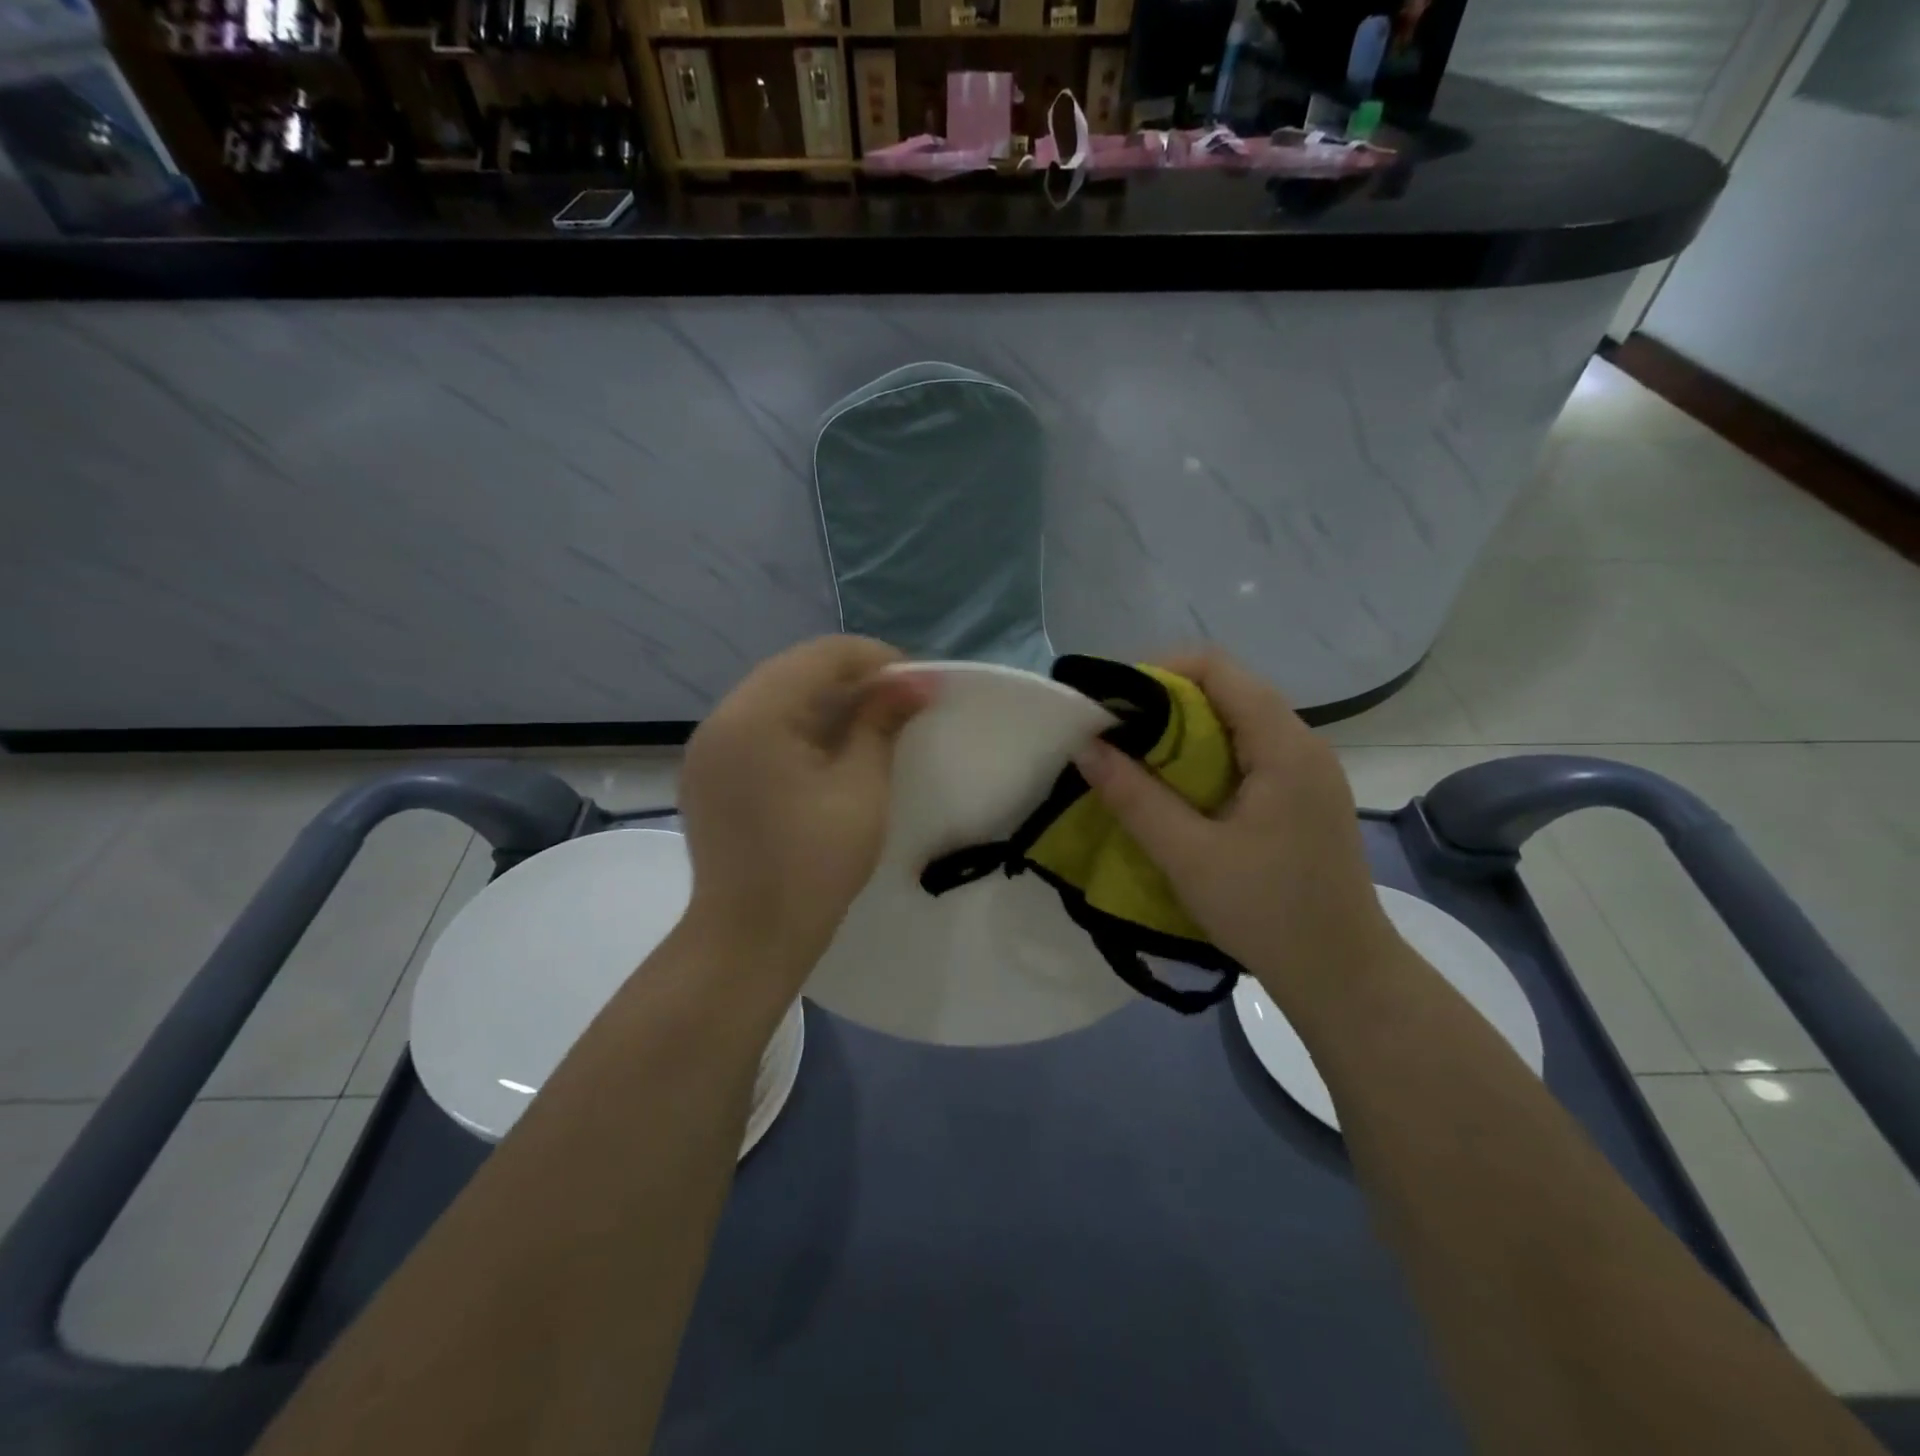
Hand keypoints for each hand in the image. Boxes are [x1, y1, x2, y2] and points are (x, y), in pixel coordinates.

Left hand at [677, 637, 931, 998]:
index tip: (919, 684)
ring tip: (872, 722)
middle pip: (795, 669)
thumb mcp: (861, 788)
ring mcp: (708, 746)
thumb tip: (916, 681)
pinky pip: (758, 725)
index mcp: (757, 714)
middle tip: (901, 701)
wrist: (749, 937)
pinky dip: (798, 724)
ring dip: (825, 699)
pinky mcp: (708, 772)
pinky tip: (829, 748)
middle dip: (852, 677)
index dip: (877, 659)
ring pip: (775, 695)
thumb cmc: (814, 864)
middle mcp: (722, 717)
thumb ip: (881, 723)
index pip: (822, 655)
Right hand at [1073, 651, 1395, 1010]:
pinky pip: (1249, 751)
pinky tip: (1179, 789)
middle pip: (1228, 689)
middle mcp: (1303, 743)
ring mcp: (1308, 770)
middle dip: (1166, 701)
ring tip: (1138, 759)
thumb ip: (1134, 797)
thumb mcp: (1188, 856)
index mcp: (1284, 745)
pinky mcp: (1303, 796)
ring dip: (1185, 730)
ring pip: (1238, 721)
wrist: (1344, 976)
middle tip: (1116, 733)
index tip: (1114, 703)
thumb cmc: (1267, 912)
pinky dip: (1206, 755)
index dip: (1159, 672)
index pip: (1218, 668)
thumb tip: (1085, 745)